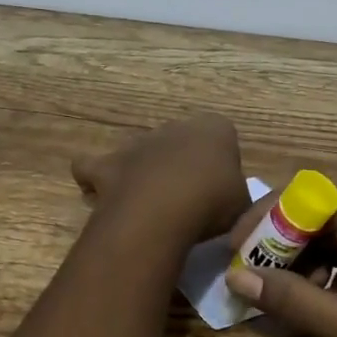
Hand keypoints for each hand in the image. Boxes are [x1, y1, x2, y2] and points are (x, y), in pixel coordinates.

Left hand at [71, 113, 249, 241]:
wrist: (164, 209)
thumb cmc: (212, 202)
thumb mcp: (243, 204)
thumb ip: (236, 197)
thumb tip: (229, 203)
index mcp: (214, 128)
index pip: (222, 135)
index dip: (221, 162)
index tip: (221, 189)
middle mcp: (174, 127)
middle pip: (179, 142)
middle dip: (180, 165)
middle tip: (187, 201)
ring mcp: (137, 143)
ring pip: (140, 153)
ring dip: (143, 173)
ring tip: (149, 206)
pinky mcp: (107, 164)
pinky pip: (93, 169)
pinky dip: (95, 181)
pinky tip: (103, 200)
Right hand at [224, 189, 336, 336]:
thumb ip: (295, 300)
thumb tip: (236, 276)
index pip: (306, 192)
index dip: (266, 213)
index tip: (236, 246)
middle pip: (318, 202)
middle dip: (279, 230)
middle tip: (250, 265)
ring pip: (333, 222)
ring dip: (301, 247)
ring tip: (281, 285)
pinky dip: (326, 259)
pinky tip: (319, 294)